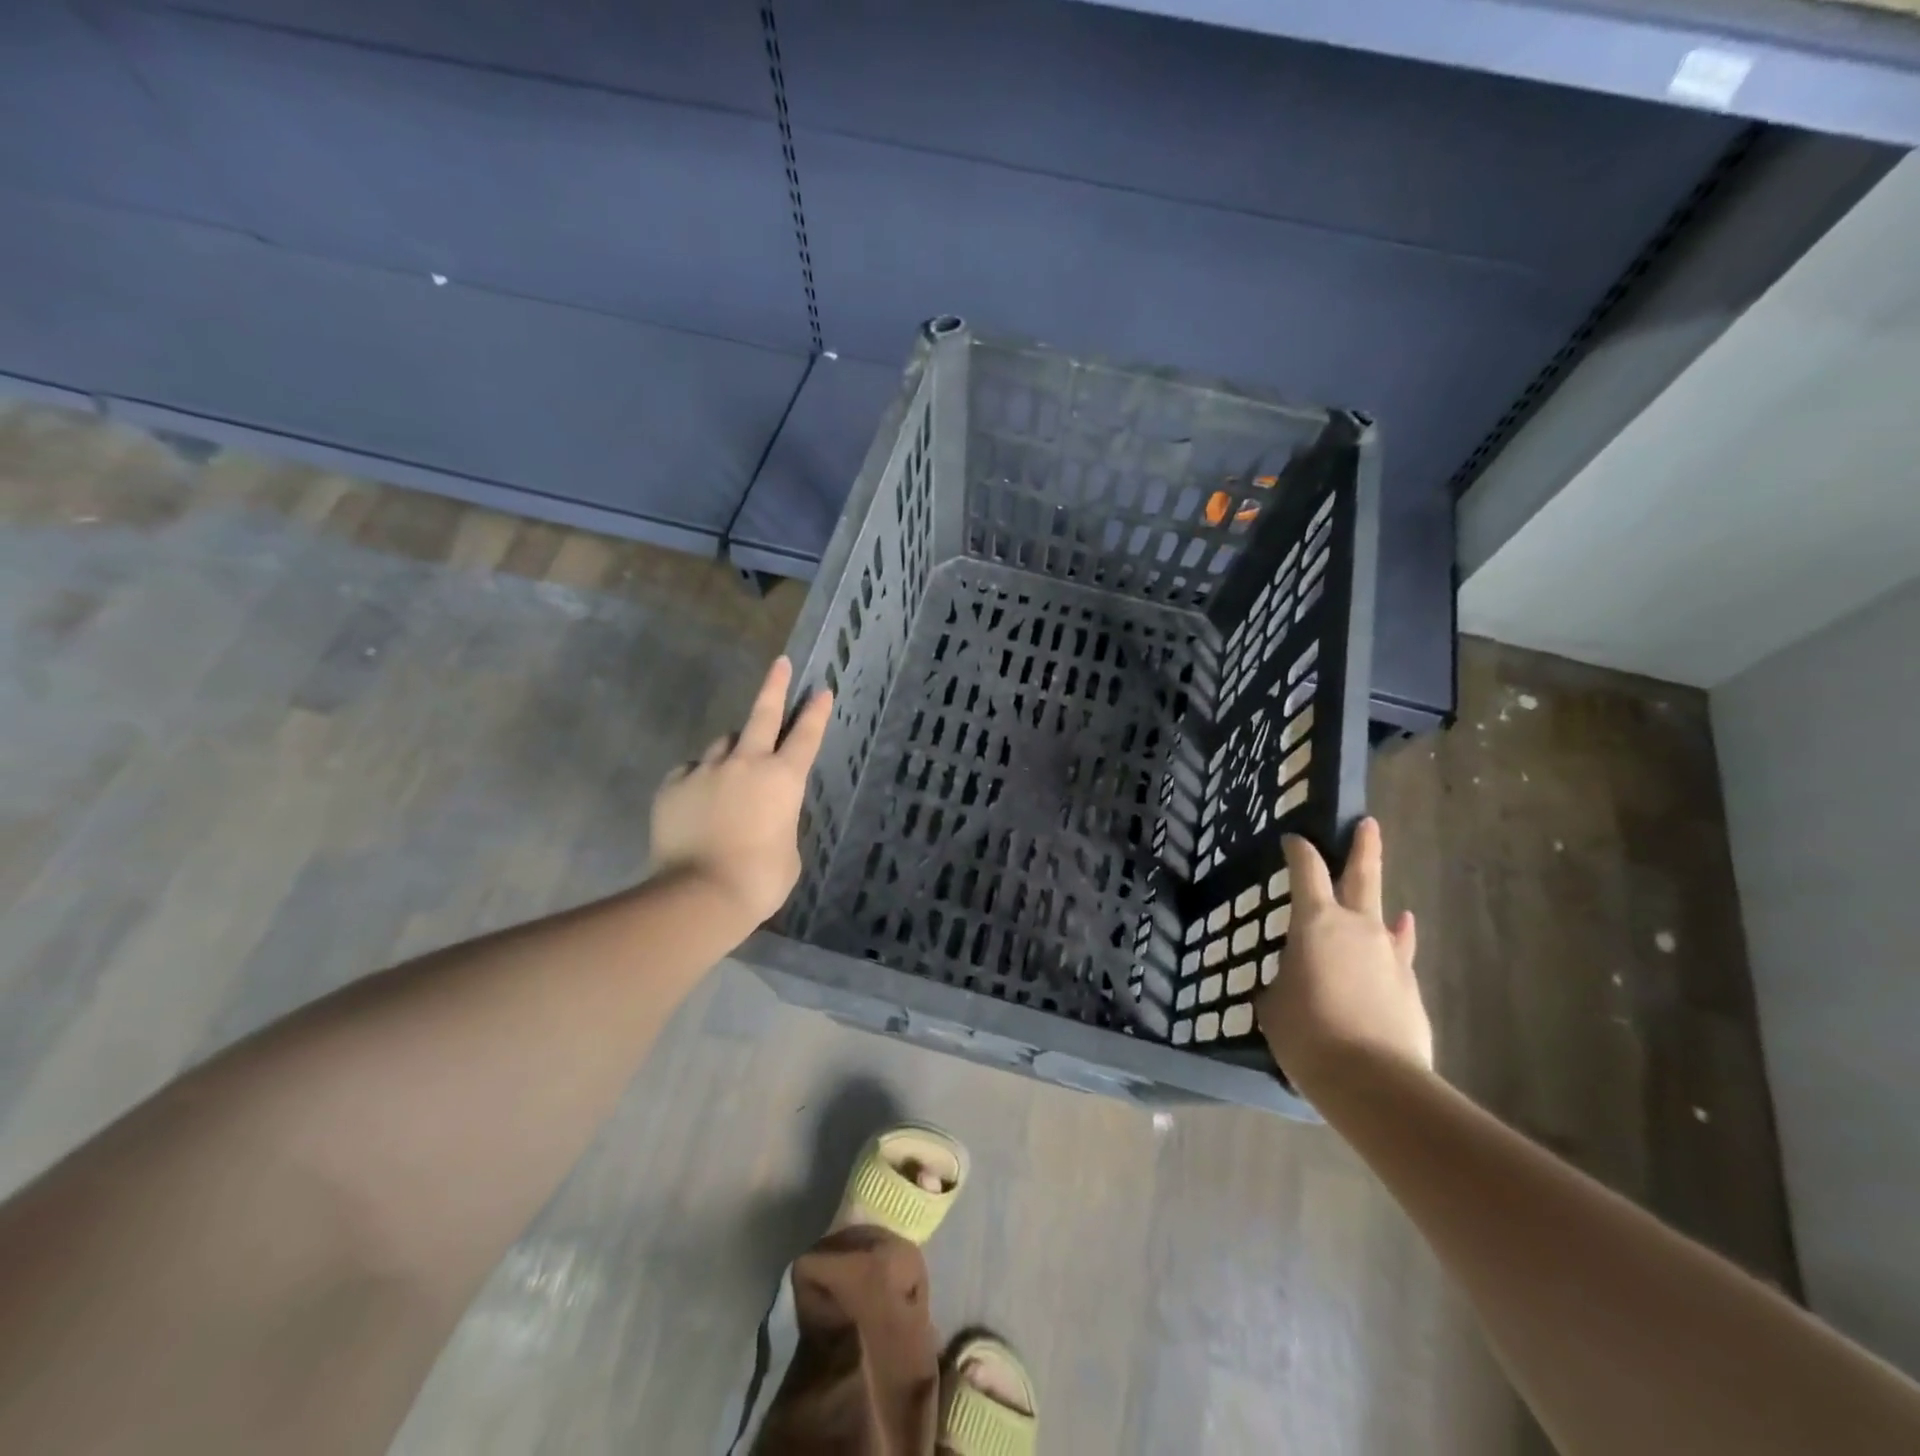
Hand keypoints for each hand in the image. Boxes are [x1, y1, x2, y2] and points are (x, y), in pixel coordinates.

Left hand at [649, 656, 831, 928]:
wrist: (700, 895)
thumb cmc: (759, 879)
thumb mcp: (787, 850)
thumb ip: (779, 821)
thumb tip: (763, 815)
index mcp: (783, 780)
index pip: (806, 736)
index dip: (816, 712)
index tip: (822, 689)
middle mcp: (746, 764)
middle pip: (762, 714)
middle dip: (774, 686)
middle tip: (780, 664)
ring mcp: (706, 771)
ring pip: (723, 744)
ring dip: (733, 749)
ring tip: (732, 770)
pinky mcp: (673, 786)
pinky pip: (690, 771)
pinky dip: (699, 778)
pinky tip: (699, 798)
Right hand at [1255, 817, 1430, 1095]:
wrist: (1373, 1081)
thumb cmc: (1307, 1033)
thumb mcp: (1274, 1003)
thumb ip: (1284, 980)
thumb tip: (1295, 980)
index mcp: (1316, 922)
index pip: (1306, 870)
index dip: (1298, 850)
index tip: (1292, 839)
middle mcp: (1358, 927)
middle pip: (1363, 876)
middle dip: (1364, 847)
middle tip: (1367, 823)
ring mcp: (1390, 955)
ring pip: (1385, 916)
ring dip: (1380, 904)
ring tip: (1386, 899)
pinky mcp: (1409, 986)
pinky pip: (1399, 952)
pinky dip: (1397, 941)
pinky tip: (1401, 934)